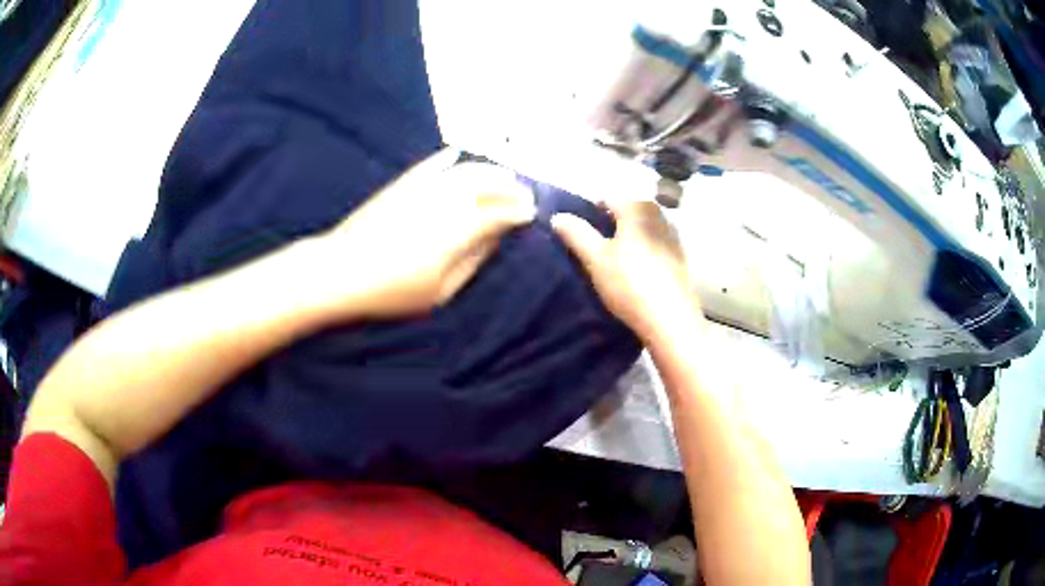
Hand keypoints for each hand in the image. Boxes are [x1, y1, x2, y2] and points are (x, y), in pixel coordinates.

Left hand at [313, 148, 534, 317]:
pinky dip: (446, 158)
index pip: (500, 213)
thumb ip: (472, 262)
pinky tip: (456, 153)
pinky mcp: (401, 184)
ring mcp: (422, 188)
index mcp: (459, 230)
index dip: (519, 211)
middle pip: (488, 185)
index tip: (531, 213)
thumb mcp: (440, 290)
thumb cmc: (392, 290)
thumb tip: (495, 240)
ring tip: (503, 172)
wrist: (340, 270)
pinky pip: (429, 165)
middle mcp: (446, 201)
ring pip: (464, 169)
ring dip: (488, 168)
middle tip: (524, 191)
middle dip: (511, 186)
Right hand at [552, 200, 700, 338]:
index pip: (611, 198)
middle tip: (598, 240)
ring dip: (632, 234)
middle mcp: (659, 217)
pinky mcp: (681, 260)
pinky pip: (658, 244)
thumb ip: (576, 234)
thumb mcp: (595, 258)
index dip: (593, 208)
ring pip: (647, 227)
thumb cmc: (629, 283)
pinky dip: (646, 249)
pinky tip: (639, 269)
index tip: (581, 226)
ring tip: (616, 255)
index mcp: (637, 210)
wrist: (670, 319)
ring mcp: (673, 239)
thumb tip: (558, 216)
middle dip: (615, 220)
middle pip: (632, 210)